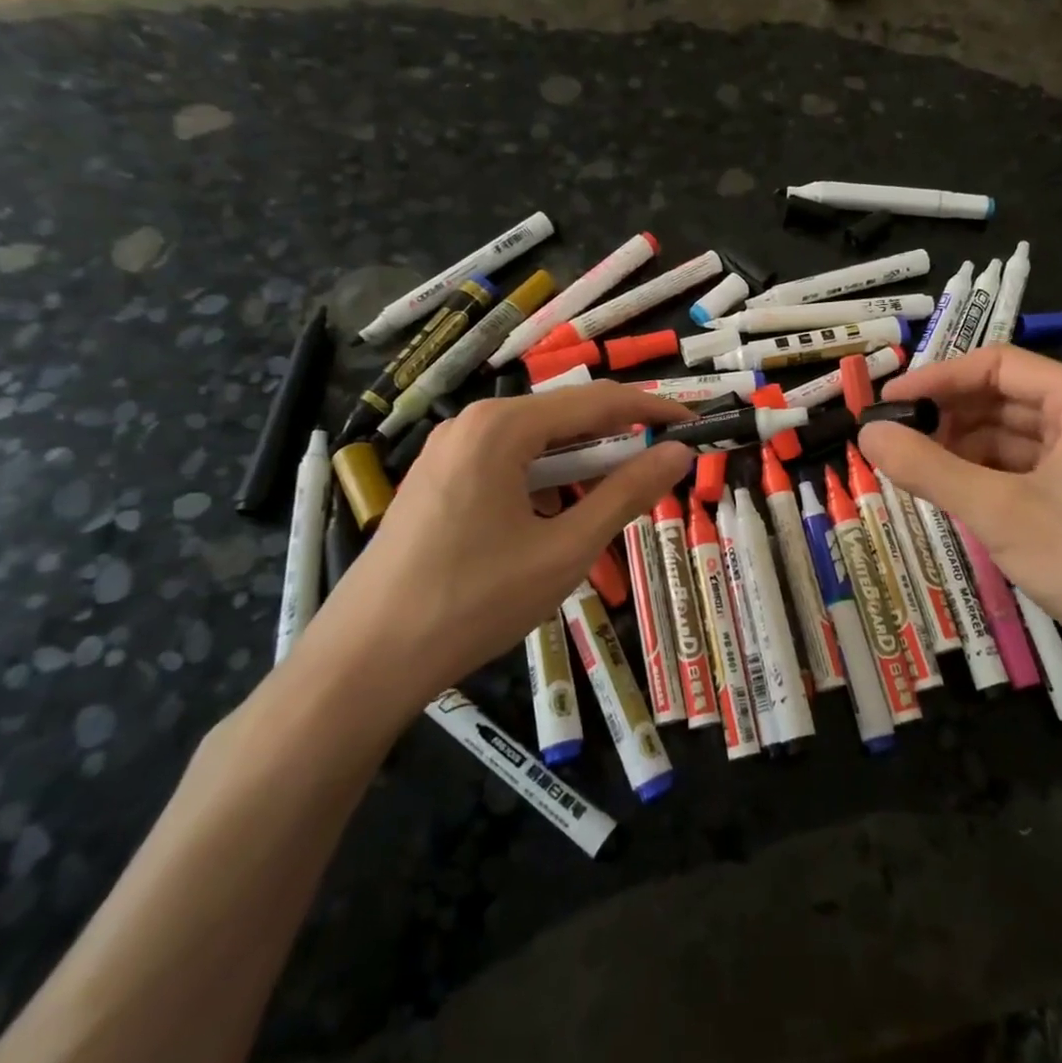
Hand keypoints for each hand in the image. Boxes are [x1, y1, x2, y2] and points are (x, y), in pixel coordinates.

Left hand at [302, 384, 693, 717]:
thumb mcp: (565, 549)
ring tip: (613, 504)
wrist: (366, 660)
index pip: (598, 401)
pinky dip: (546, 482)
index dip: (653, 411)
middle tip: (662, 471)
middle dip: (617, 440)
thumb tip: (679, 454)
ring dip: (581, 466)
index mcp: (502, 427)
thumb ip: (627, 494)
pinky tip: (555, 521)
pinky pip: (507, 465)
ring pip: (536, 444)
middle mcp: (472, 424)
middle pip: (564, 418)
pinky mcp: (436, 481)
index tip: (695, 427)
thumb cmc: (475, 601)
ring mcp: (448, 452)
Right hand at [860, 347, 1061, 678]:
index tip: (886, 401)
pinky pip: (1023, 470)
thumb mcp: (999, 512)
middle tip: (890, 438)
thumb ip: (927, 468)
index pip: (997, 365)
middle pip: (1004, 397)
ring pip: (1011, 437)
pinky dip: (984, 477)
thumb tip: (866, 431)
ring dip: (961, 448)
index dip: (937, 378)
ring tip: (909, 467)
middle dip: (947, 416)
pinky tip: (948, 494)